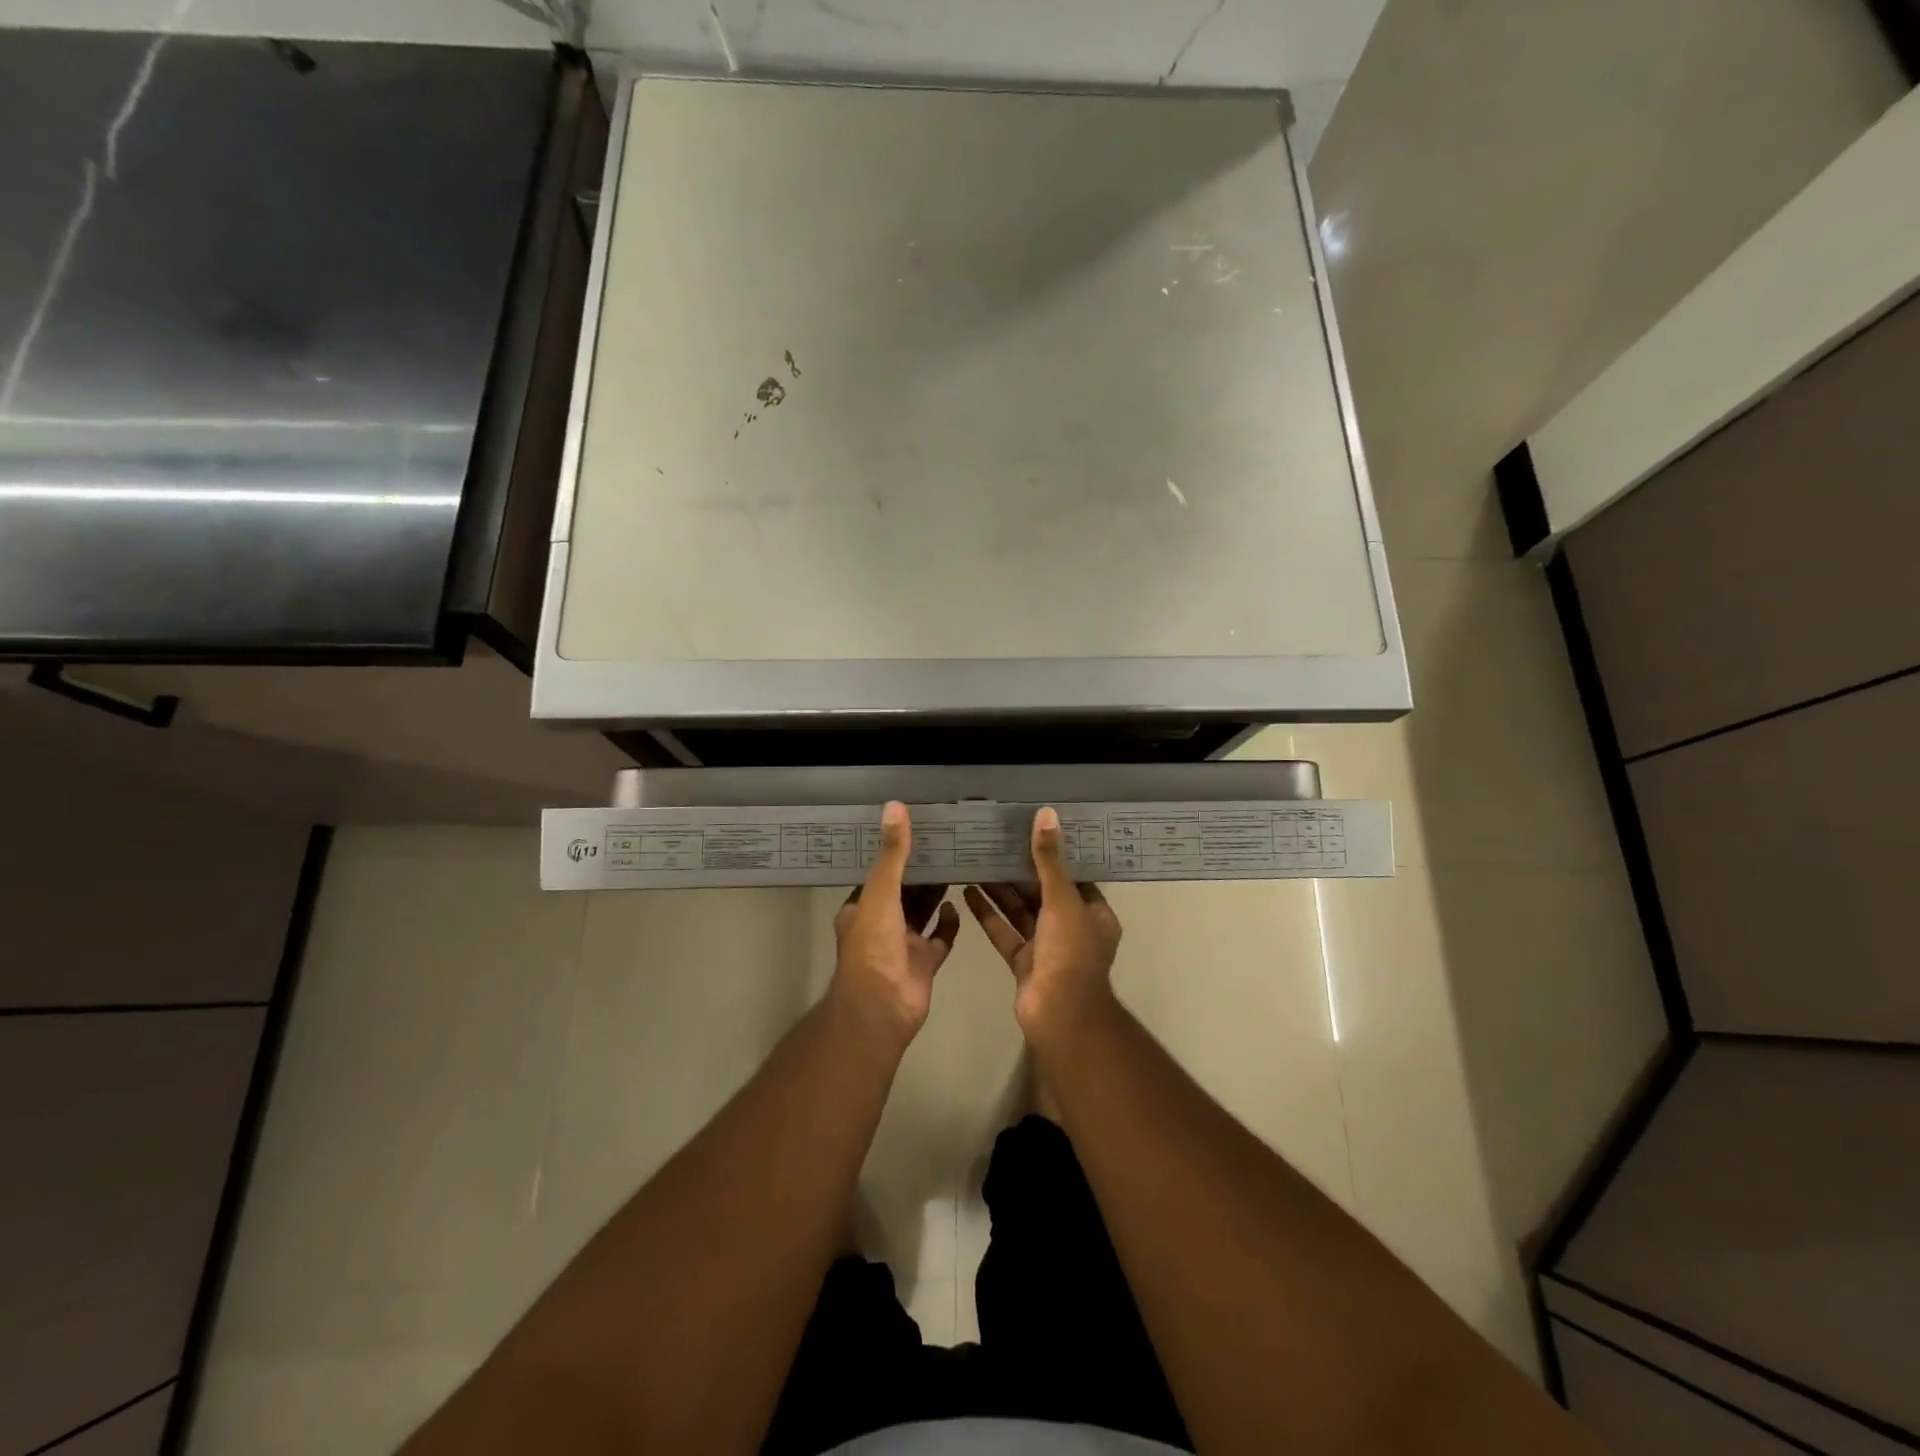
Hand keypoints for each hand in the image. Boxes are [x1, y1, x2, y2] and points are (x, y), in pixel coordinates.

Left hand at [830, 802, 958, 1046]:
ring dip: (936, 893)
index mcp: (862, 907)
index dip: (895, 853)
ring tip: (959, 864)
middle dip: (921, 871)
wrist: (882, 1007)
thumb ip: (892, 854)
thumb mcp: (880, 892)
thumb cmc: (873, 946)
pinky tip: (961, 904)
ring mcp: (904, 945)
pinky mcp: (925, 962)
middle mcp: (881, 924)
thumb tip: (895, 806)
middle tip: (947, 842)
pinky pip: (940, 937)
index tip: (917, 829)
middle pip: (904, 891)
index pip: (879, 873)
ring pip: (923, 912)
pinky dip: (949, 922)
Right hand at [963, 807, 1122, 1050]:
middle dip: (1020, 871)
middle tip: (995, 843)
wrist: (1059, 1014)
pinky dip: (988, 915)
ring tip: (976, 862)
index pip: (1074, 877)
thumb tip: (1046, 815)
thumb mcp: (1062, 900)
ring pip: (1021, 912)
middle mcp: (1072, 929)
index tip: (1031, 832)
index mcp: (1093, 914)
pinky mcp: (1023, 962)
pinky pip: (1005, 932)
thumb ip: (1049, 860)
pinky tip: (968, 892)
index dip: (1054, 855)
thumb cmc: (1070, 952)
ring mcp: (1046, 948)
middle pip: (1043, 893)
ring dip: (1000, 891)